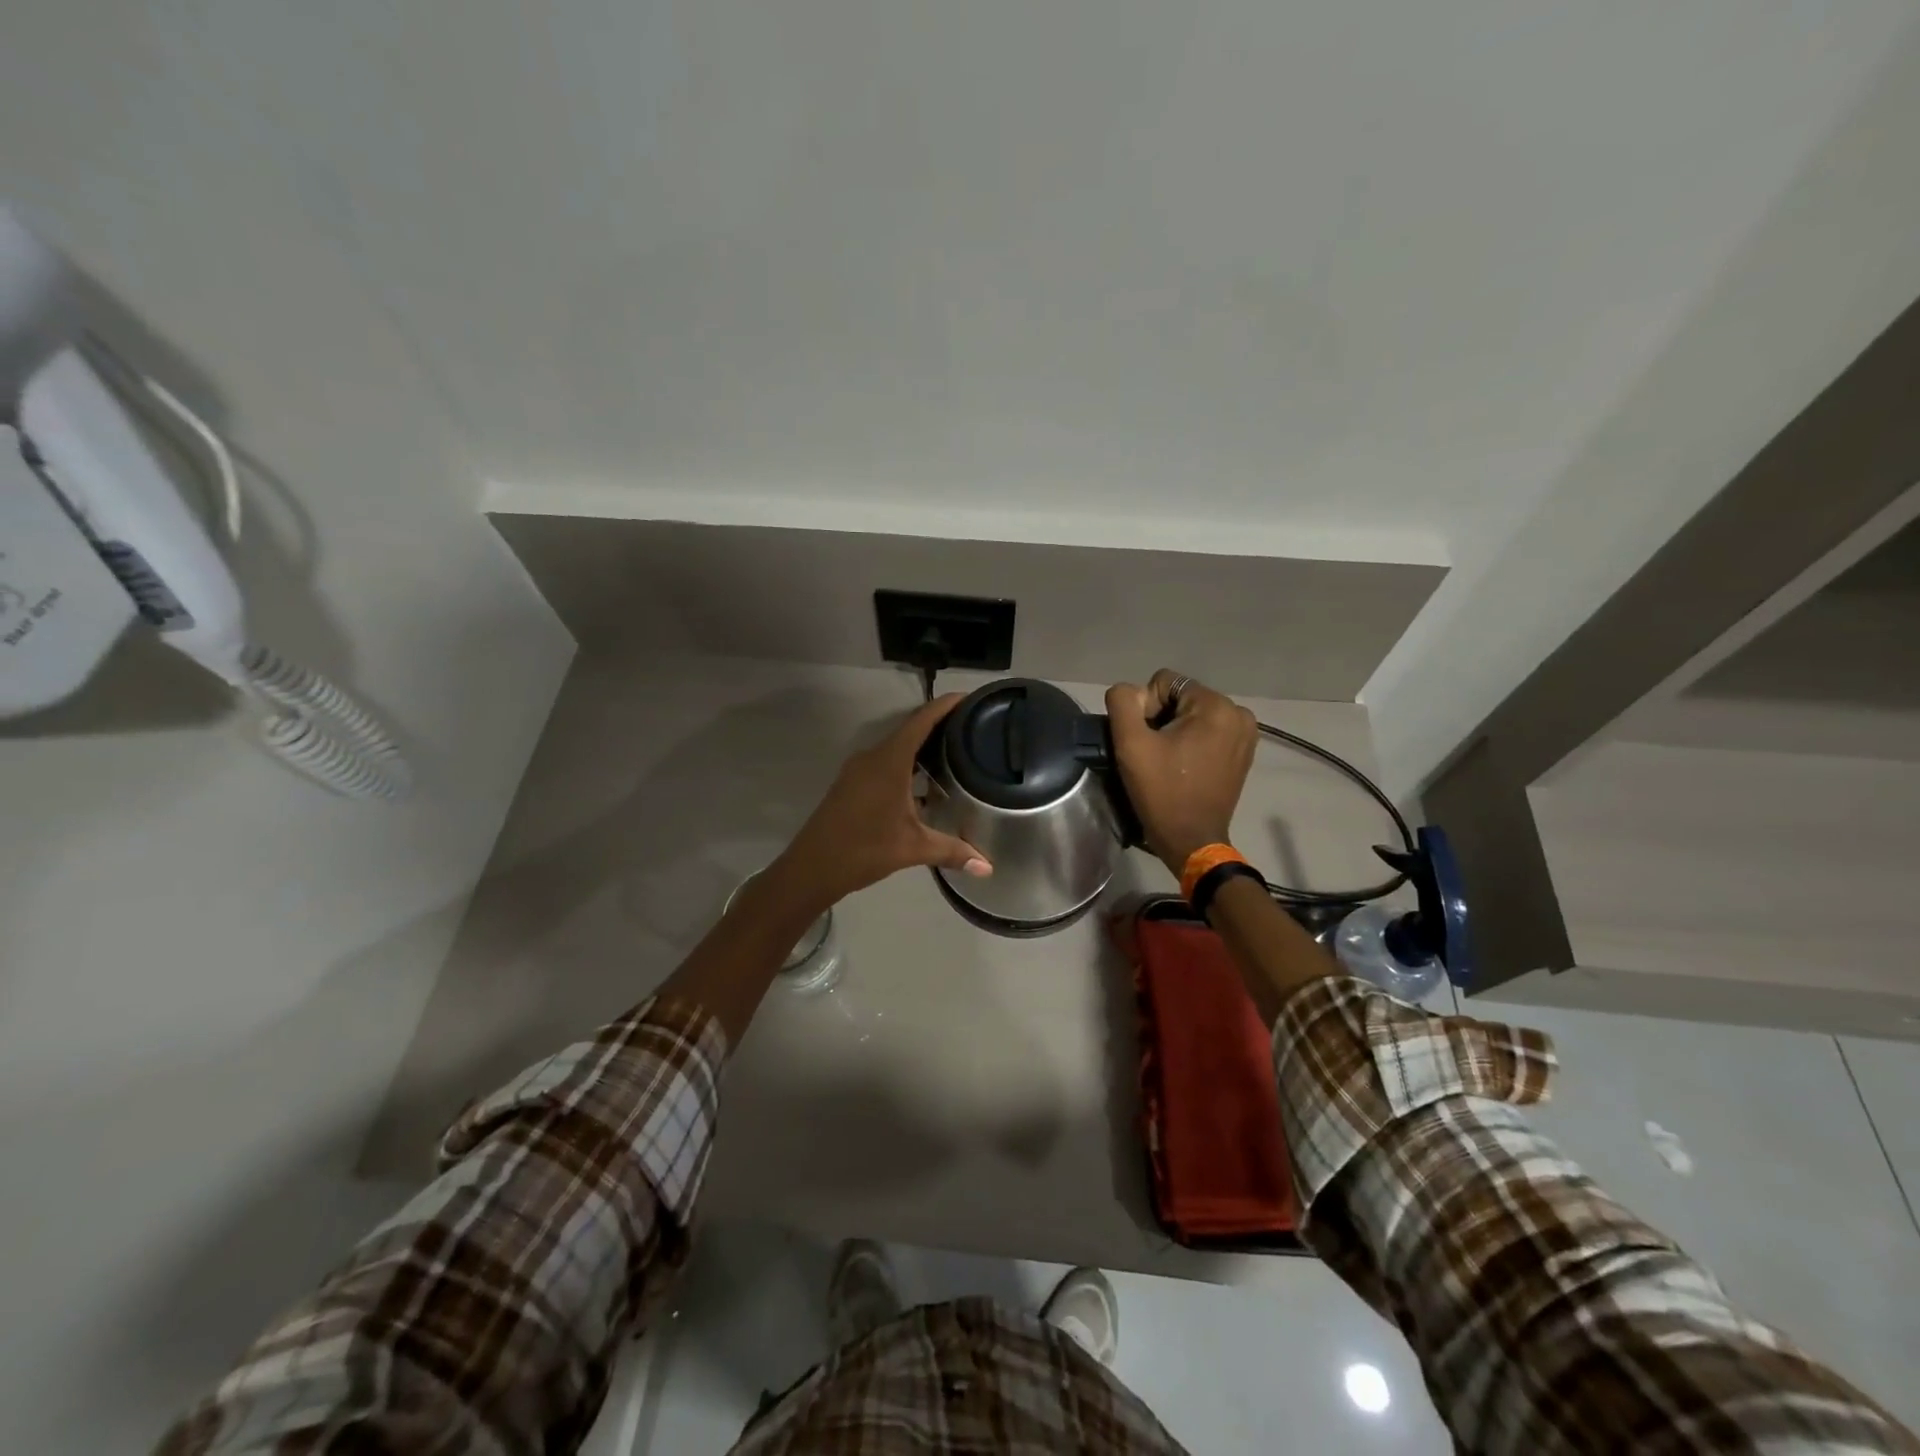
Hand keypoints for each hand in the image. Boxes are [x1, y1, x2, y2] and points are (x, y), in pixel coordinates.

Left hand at [769, 693, 990, 912]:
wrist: (812, 867)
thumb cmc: (864, 850)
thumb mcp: (913, 849)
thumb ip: (952, 851)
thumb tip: (988, 868)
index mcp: (889, 761)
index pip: (921, 721)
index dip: (945, 705)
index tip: (969, 698)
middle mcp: (872, 757)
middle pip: (910, 730)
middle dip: (940, 726)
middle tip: (972, 728)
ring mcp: (858, 770)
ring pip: (896, 747)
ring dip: (922, 747)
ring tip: (954, 752)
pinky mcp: (852, 783)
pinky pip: (885, 762)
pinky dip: (907, 764)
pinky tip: (925, 782)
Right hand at [1105, 669, 1257, 873]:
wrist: (1192, 840)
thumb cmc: (1161, 792)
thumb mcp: (1130, 744)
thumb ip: (1124, 702)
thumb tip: (1131, 693)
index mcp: (1216, 706)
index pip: (1164, 682)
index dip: (1146, 709)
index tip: (1147, 743)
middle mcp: (1239, 712)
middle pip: (1181, 696)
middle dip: (1163, 719)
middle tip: (1155, 754)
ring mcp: (1246, 733)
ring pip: (1194, 713)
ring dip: (1176, 731)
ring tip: (1169, 761)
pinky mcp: (1245, 751)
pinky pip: (1209, 730)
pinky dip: (1193, 741)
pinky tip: (1184, 765)